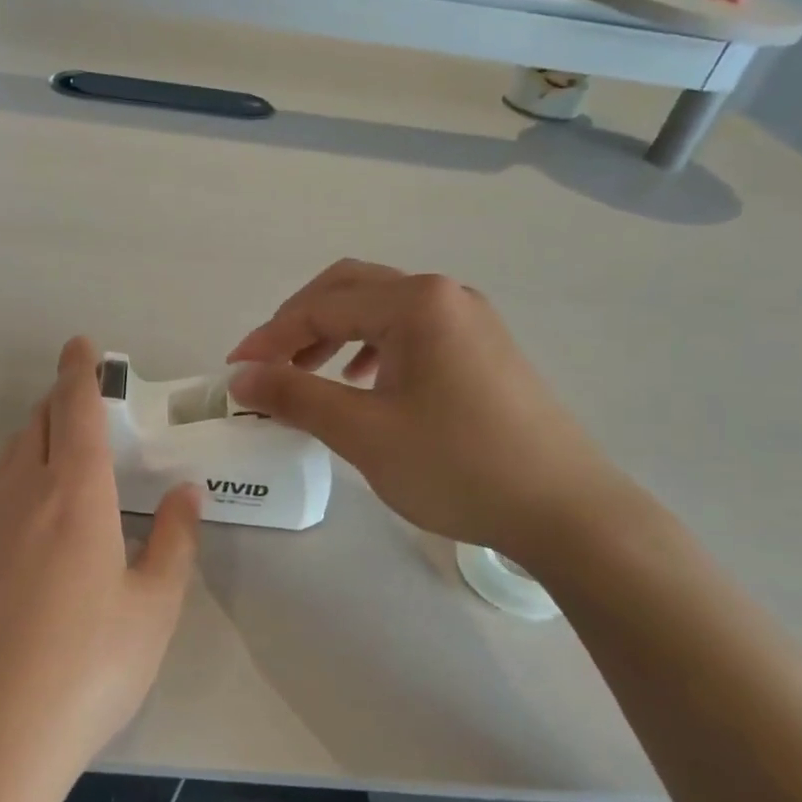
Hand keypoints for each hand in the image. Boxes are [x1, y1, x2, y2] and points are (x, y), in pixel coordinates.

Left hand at [0, 337, 200, 798]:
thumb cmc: (87, 672)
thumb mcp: (152, 611)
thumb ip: (172, 542)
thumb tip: (186, 493)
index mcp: (73, 497)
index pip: (77, 411)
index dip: (80, 372)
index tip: (80, 345)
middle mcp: (18, 498)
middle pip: (35, 428)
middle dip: (58, 406)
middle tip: (80, 408)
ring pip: (6, 466)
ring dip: (34, 449)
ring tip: (58, 469)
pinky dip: (11, 497)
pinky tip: (24, 544)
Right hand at [229, 260, 633, 561]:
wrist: (567, 512)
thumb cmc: (458, 466)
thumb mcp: (363, 433)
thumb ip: (296, 396)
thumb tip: (241, 378)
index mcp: (415, 302)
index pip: (321, 306)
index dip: (270, 337)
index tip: (234, 373)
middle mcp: (443, 295)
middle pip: (350, 289)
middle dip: (299, 323)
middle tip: (268, 365)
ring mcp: (469, 320)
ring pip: (380, 309)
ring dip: (334, 333)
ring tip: (308, 373)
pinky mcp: (482, 349)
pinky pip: (410, 331)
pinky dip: (371, 348)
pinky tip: (363, 383)